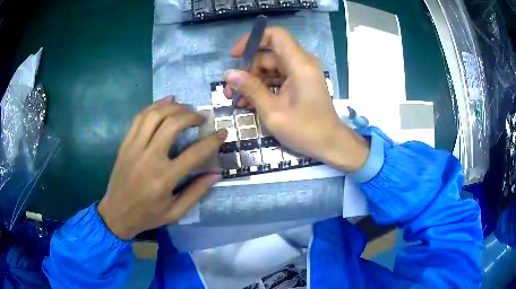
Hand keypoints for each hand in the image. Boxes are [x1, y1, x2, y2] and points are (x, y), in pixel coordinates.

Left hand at [98, 98, 226, 239]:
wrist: (116, 213)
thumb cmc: (148, 215)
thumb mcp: (176, 212)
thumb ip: (197, 192)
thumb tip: (216, 174)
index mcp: (164, 179)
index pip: (194, 154)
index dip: (212, 141)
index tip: (222, 133)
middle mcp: (149, 159)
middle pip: (172, 125)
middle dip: (191, 116)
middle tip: (201, 118)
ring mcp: (134, 148)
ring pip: (155, 115)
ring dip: (174, 107)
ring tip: (185, 108)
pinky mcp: (125, 143)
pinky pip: (140, 117)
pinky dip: (155, 106)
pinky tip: (167, 102)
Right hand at [223, 27, 368, 170]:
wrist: (330, 144)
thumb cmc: (305, 130)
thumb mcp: (273, 112)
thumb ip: (251, 89)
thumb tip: (228, 74)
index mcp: (299, 64)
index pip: (276, 35)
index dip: (253, 40)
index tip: (235, 56)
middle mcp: (301, 63)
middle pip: (268, 54)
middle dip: (247, 69)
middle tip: (230, 90)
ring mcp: (301, 73)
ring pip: (270, 67)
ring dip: (252, 81)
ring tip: (236, 100)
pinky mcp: (299, 82)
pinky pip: (277, 78)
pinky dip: (263, 87)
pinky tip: (248, 103)